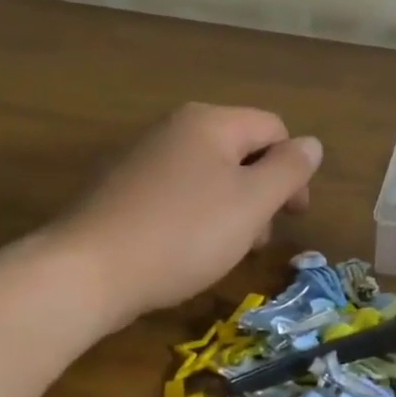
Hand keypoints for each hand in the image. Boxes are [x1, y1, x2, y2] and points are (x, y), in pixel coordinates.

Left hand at [49, 104, 322, 329]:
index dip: (294, 169)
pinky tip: (189, 250)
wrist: (84, 273)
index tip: (294, 215)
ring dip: (232, 208)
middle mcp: (175, 128)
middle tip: (260, 237)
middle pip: (241, 150)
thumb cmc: (184, 234)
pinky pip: (178, 192)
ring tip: (227, 250)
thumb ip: (289, 169)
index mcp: (210, 122)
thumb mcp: (253, 202)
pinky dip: (197, 215)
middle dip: (262, 191)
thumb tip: (311, 144)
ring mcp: (142, 157)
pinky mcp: (120, 189)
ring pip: (210, 174)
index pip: (274, 129)